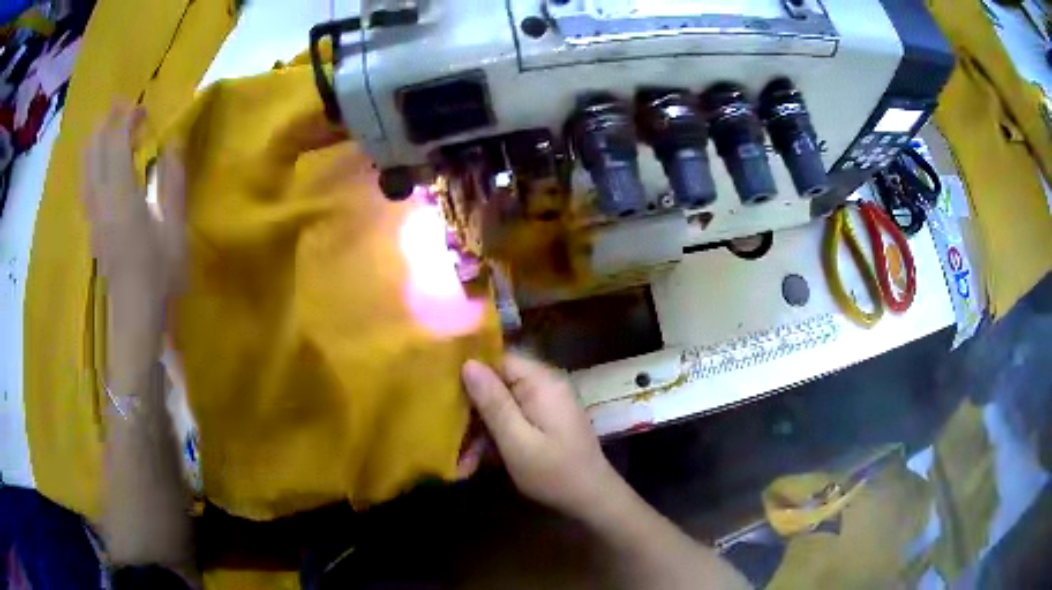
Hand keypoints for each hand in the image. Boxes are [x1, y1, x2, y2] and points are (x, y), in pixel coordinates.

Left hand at [83, 103, 185, 315]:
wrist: (135, 317)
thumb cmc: (160, 275)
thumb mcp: (175, 227)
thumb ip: (172, 181)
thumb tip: (173, 142)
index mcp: (121, 196)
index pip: (116, 142)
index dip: (127, 118)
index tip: (143, 108)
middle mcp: (100, 199)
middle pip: (95, 149)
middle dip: (107, 122)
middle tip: (123, 109)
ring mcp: (92, 214)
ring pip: (86, 166)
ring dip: (97, 140)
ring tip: (111, 128)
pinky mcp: (91, 226)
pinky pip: (86, 182)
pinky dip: (92, 162)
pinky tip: (102, 161)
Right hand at [461, 354, 622, 519]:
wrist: (593, 499)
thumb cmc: (554, 472)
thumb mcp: (517, 441)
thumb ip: (493, 403)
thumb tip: (468, 363)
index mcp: (541, 382)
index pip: (498, 359)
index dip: (469, 372)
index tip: (441, 390)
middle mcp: (544, 386)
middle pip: (497, 384)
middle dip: (472, 411)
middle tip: (448, 437)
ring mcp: (545, 405)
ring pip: (501, 406)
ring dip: (480, 431)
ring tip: (462, 461)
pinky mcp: (544, 422)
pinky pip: (512, 420)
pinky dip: (495, 438)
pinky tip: (477, 462)